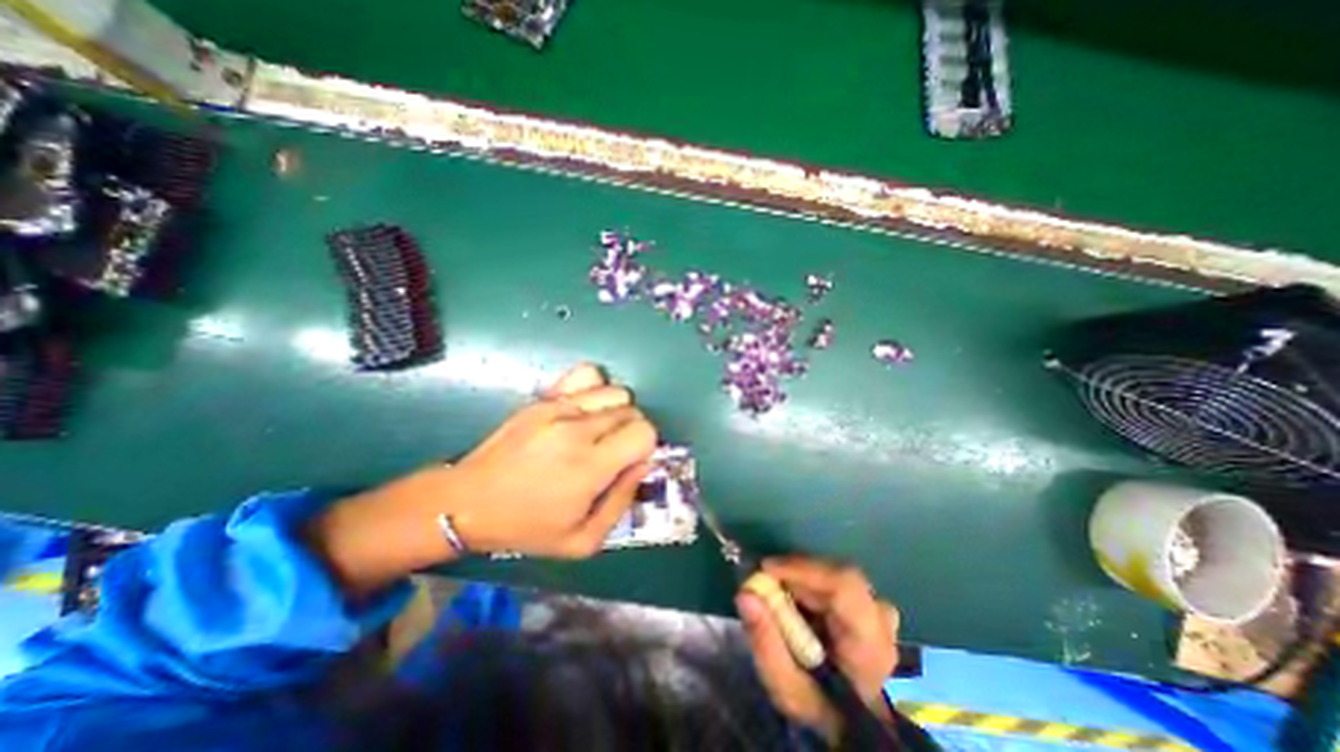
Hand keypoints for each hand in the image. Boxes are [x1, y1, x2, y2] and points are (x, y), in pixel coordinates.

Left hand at [450, 363, 658, 557]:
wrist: (467, 502)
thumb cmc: (527, 526)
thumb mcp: (582, 541)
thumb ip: (622, 502)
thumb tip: (641, 465)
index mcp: (590, 466)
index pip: (645, 432)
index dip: (645, 447)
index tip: (629, 462)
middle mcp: (578, 429)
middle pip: (632, 410)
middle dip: (632, 431)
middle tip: (612, 452)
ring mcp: (559, 408)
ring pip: (615, 391)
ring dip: (617, 411)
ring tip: (599, 431)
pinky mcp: (543, 398)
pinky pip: (588, 375)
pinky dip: (596, 389)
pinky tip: (585, 409)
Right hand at [737, 559, 905, 740]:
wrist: (858, 727)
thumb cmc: (821, 710)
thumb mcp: (787, 689)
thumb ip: (766, 642)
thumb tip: (744, 594)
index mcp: (870, 645)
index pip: (843, 586)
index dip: (803, 569)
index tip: (766, 569)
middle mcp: (881, 621)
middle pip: (837, 575)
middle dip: (797, 574)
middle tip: (765, 582)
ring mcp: (881, 612)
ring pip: (836, 576)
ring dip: (804, 579)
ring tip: (780, 594)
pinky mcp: (872, 607)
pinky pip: (839, 582)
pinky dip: (813, 584)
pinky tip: (799, 600)